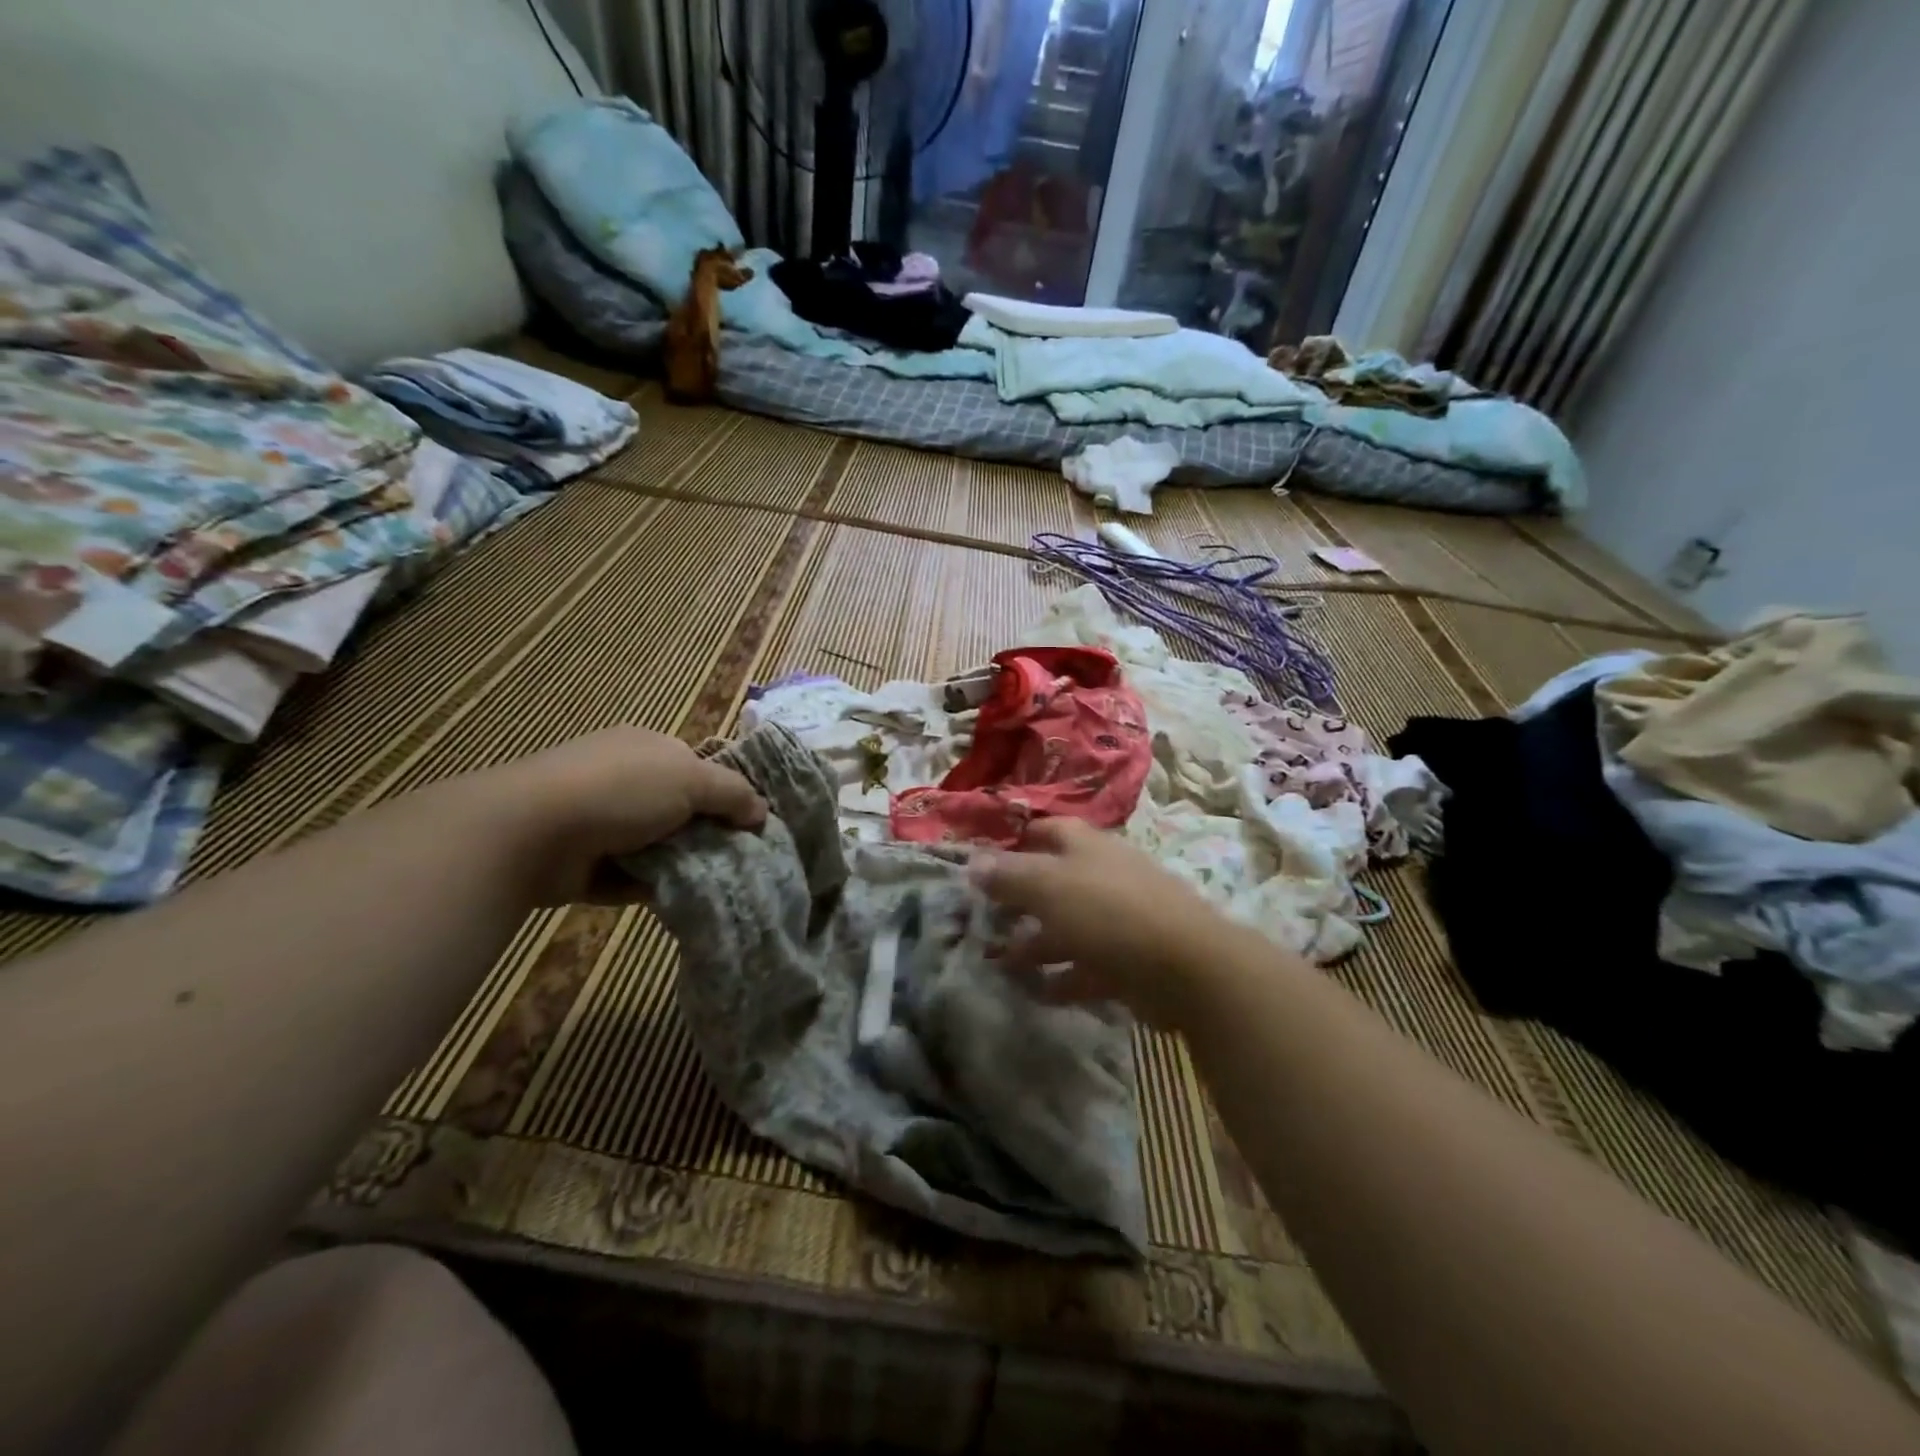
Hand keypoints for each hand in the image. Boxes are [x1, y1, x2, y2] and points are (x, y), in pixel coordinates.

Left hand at [486, 727, 765, 904]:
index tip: (750, 826)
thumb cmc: (620, 791)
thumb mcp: (691, 779)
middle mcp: (625, 780)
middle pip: (681, 810)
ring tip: (717, 885)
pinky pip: (633, 876)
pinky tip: (681, 900)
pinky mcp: (586, 862)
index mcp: (649, 748)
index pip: (698, 769)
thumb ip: (733, 793)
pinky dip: (653, 887)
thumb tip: (763, 812)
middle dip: (707, 834)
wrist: (531, 831)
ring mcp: (602, 822)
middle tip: (738, 860)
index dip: (726, 795)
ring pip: (659, 846)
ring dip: (683, 864)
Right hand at [970, 818, 1241, 1028]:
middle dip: (1020, 901)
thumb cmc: (1108, 912)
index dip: (1015, 843)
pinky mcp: (1130, 959)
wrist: (1185, 966)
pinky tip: (1038, 993)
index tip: (983, 865)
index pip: (1045, 831)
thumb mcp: (1047, 886)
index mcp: (1085, 846)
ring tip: (1001, 964)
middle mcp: (1103, 874)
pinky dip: (1063, 978)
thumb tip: (972, 861)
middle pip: (1054, 881)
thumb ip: (1008, 875)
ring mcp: (1120, 918)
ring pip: (1069, 926)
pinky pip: (1088, 966)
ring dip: (1036, 944)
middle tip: (986, 920)